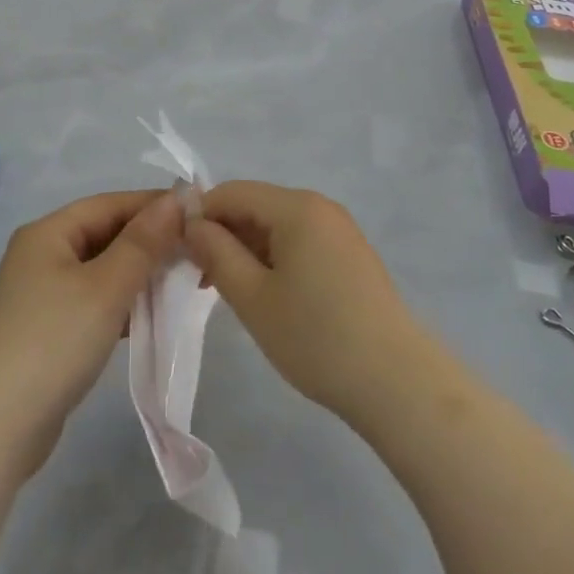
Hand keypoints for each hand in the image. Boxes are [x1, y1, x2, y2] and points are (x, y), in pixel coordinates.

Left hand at [0, 189, 182, 473]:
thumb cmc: (55, 342)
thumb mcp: (106, 287)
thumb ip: (144, 242)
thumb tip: (177, 199)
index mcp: (48, 233)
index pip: (110, 204)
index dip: (154, 205)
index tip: (198, 212)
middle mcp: (41, 254)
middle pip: (105, 234)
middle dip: (151, 241)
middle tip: (197, 251)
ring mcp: (41, 294)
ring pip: (102, 269)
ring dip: (140, 273)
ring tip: (184, 282)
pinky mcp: (48, 329)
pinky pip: (94, 300)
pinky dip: (123, 302)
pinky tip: (152, 315)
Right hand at [186, 181, 428, 426]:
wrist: (396, 382)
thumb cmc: (316, 337)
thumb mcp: (253, 298)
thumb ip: (217, 253)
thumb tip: (192, 224)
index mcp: (297, 207)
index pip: (232, 192)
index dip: (199, 215)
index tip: (177, 252)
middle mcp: (320, 207)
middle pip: (256, 206)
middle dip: (222, 234)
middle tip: (198, 278)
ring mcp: (339, 230)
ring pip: (276, 226)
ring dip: (246, 250)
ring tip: (226, 291)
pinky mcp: (349, 255)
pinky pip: (299, 242)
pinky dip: (273, 259)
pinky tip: (264, 294)